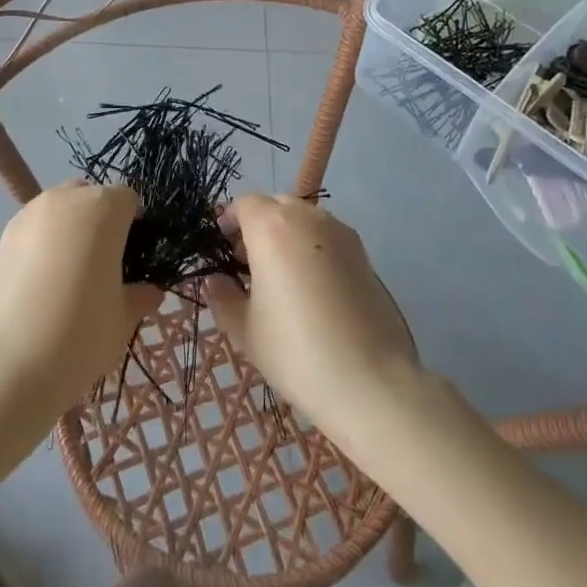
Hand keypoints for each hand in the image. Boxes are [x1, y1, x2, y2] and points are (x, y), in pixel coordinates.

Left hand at [0, 183, 162, 411]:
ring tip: (70, 274)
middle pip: (91, 196)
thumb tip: (149, 292)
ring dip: (70, 228)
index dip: (134, 224)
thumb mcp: (122, 320)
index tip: (133, 257)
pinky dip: (44, 243)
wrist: (6, 365)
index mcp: (103, 208)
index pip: (127, 199)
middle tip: (104, 264)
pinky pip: (35, 228)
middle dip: (101, 220)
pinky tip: (42, 283)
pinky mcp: (3, 236)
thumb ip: (138, 297)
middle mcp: (65, 200)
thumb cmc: (79, 334)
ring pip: (60, 208)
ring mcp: (29, 215)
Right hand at [205, 194, 418, 441]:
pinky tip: (310, 287)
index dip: (227, 222)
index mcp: (271, 227)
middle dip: (257, 225)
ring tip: (279, 277)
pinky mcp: (363, 252)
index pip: (242, 204)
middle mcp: (306, 217)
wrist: (370, 382)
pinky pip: (326, 236)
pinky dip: (311, 247)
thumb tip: (216, 280)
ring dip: (286, 234)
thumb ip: (223, 296)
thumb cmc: (296, 352)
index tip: (219, 248)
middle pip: (274, 205)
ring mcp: (339, 231)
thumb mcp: (245, 330)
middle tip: (247, 264)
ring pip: (303, 218)